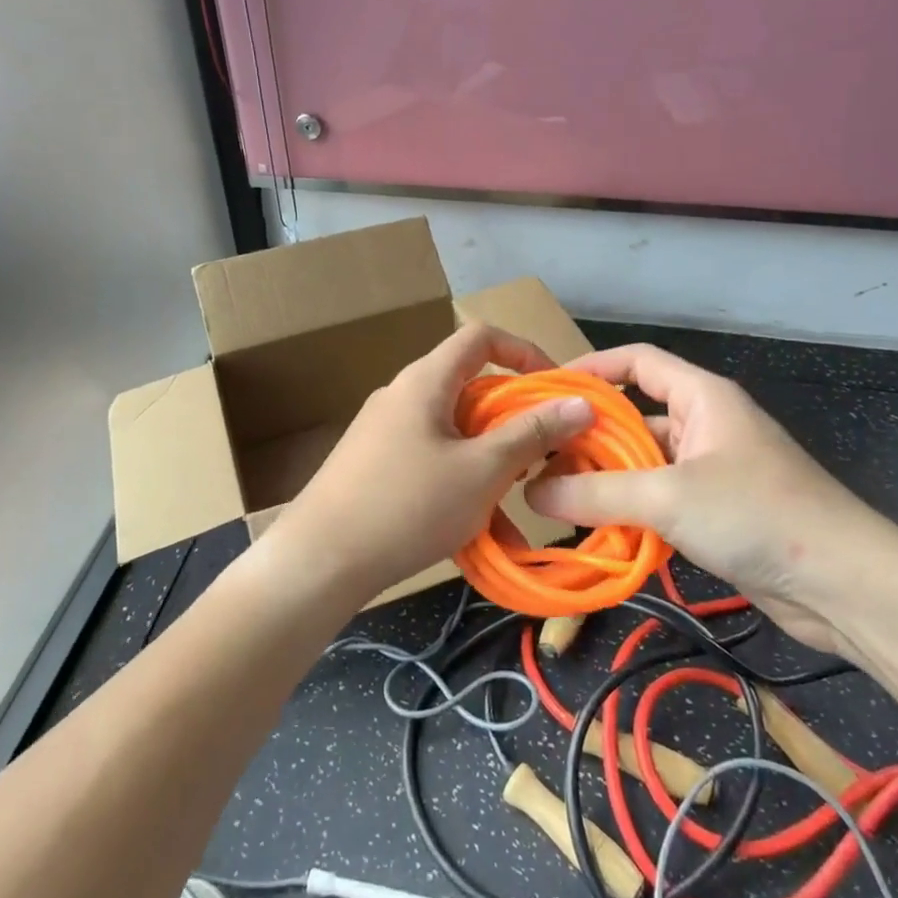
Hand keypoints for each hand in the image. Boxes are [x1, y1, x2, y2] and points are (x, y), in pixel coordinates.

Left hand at [266, 325, 596, 601]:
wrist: (318, 560)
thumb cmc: (407, 505)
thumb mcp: (482, 471)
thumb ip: (532, 434)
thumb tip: (579, 402)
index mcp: (426, 380)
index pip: (481, 337)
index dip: (524, 352)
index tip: (556, 389)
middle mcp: (404, 395)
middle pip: (471, 388)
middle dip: (513, 420)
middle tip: (543, 455)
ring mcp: (386, 432)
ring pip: (455, 432)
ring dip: (491, 462)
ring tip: (518, 505)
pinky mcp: (375, 465)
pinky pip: (432, 460)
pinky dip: (462, 483)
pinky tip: (481, 534)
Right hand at [525, 344, 897, 656]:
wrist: (846, 585)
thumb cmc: (757, 513)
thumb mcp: (668, 497)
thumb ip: (596, 493)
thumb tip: (533, 490)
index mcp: (701, 396)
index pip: (637, 361)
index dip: (592, 367)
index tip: (547, 390)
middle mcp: (705, 424)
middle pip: (635, 414)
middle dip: (589, 434)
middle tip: (539, 455)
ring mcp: (712, 469)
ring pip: (644, 461)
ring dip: (607, 478)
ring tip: (557, 495)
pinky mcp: (717, 511)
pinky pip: (660, 498)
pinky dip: (630, 510)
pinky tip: (599, 531)